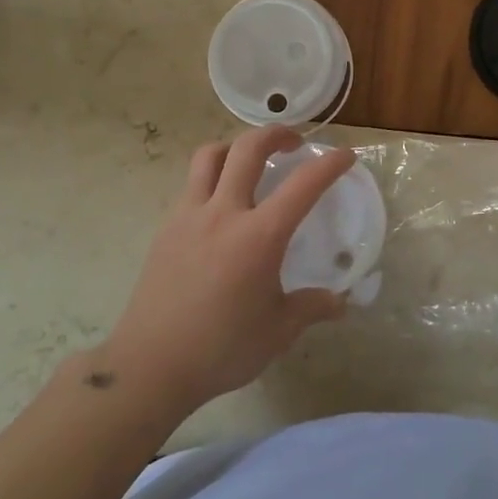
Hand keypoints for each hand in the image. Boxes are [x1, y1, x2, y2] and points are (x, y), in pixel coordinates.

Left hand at [102, 127, 356, 409]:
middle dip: (276, 133)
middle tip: (294, 141)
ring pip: (210, 156)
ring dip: (236, 146)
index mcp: (259, 236)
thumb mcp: (278, 331)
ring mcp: (189, 216)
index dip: (329, 165)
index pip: (303, 185)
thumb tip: (340, 302)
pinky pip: (191, 185)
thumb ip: (311, 307)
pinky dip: (212, 177)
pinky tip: (221, 205)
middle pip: (248, 148)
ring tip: (251, 161)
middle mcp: (224, 213)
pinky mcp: (166, 228)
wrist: (150, 365)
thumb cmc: (222, 348)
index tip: (346, 156)